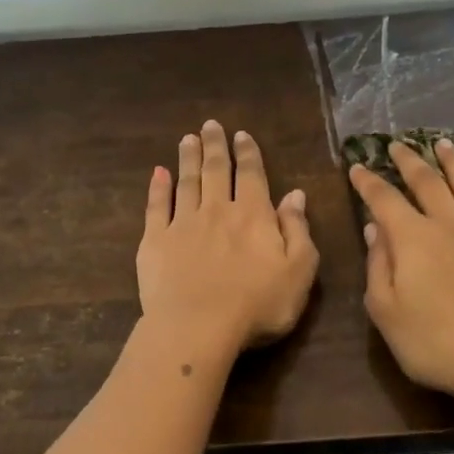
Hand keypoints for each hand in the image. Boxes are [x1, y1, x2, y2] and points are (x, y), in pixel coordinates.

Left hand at [137, 120, 319, 354]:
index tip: (241, 135)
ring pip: (187, 182)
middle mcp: (217, 210)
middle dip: (215, 146)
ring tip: (188, 139)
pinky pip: (156, 207)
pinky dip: (158, 188)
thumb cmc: (257, 304)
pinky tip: (158, 173)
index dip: (248, 153)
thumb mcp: (298, 270)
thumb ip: (298, 229)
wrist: (197, 328)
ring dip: (188, 158)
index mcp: (253, 215)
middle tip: (210, 125)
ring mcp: (183, 224)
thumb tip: (295, 194)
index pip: (251, 175)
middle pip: (216, 170)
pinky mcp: (155, 241)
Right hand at [348, 139, 453, 425]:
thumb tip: (375, 229)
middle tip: (399, 144)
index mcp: (415, 239)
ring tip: (445, 144)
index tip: (358, 166)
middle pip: (429, 183)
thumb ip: (378, 266)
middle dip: (410, 161)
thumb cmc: (437, 345)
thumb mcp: (387, 313)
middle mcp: (453, 225)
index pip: (385, 200)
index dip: (369, 182)